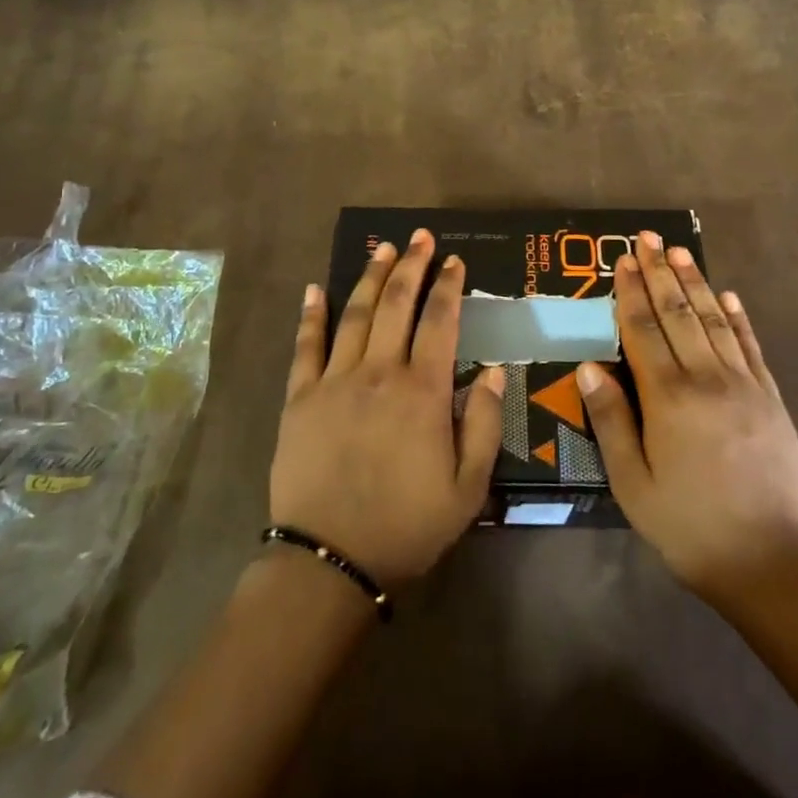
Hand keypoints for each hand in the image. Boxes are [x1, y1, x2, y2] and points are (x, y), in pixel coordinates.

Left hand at [270, 230, 505, 585]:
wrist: (330, 561)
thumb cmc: (407, 526)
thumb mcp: (468, 488)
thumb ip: (486, 425)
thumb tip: (497, 372)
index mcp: (423, 391)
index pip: (440, 322)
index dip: (449, 287)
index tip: (455, 261)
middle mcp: (380, 372)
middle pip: (397, 304)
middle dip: (412, 266)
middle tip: (421, 237)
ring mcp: (335, 381)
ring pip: (355, 314)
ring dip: (370, 277)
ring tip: (383, 248)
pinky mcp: (300, 397)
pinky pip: (306, 346)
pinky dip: (311, 315)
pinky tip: (314, 289)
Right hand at [575, 232, 797, 610]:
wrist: (770, 564)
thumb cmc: (688, 526)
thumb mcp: (632, 484)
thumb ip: (610, 420)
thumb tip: (588, 365)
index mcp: (668, 397)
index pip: (643, 329)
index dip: (631, 291)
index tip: (624, 259)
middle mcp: (707, 379)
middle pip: (679, 313)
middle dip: (661, 272)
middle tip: (648, 238)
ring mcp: (745, 385)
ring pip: (715, 321)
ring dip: (696, 283)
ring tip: (680, 252)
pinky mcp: (771, 399)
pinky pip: (751, 347)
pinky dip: (738, 318)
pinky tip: (728, 296)